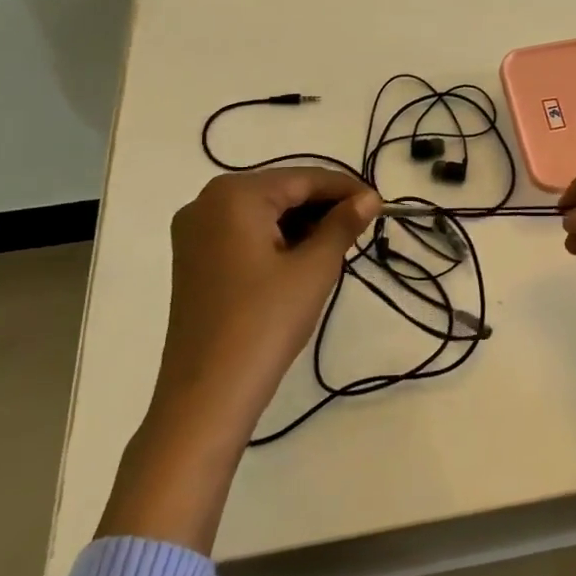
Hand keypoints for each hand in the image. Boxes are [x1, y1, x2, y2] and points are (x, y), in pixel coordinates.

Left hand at [156, 167, 380, 420]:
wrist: (206, 396)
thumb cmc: (265, 323)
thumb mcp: (314, 269)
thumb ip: (343, 224)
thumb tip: (369, 198)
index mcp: (234, 195)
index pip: (303, 179)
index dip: (346, 189)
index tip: (381, 204)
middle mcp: (207, 202)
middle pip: (281, 192)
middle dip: (323, 207)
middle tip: (363, 228)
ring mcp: (195, 233)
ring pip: (263, 213)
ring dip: (302, 225)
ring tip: (339, 246)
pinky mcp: (193, 261)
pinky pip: (245, 234)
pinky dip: (277, 241)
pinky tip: (304, 260)